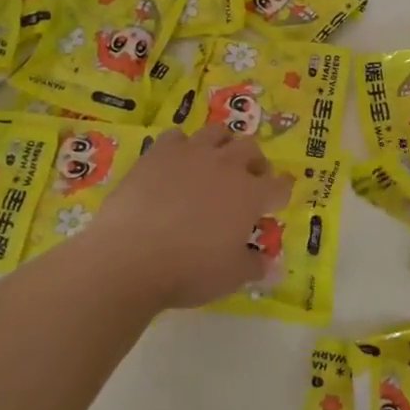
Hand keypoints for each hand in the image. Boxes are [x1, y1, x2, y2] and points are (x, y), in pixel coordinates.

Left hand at [78, 125, 293, 309]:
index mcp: (250, 195)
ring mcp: (191, 155)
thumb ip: (254, 266)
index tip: (274, 205)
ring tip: (215, 163)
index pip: (280, 186)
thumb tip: (271, 265)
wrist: (129, 257)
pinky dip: (182, 147)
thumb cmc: (188, 270)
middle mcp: (226, 166)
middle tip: (247, 181)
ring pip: (217, 133)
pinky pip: (177, 137)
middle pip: (251, 149)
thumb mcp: (231, 277)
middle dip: (255, 163)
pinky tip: (175, 164)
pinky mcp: (158, 153)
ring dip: (223, 145)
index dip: (280, 194)